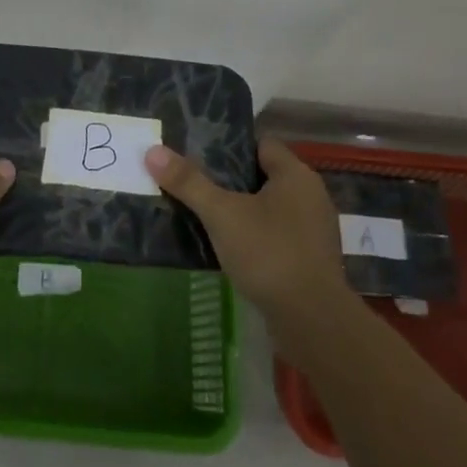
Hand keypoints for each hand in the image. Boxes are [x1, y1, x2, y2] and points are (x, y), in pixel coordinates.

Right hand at [145, 137, 347, 325]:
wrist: (313, 322)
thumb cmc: (269, 254)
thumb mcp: (222, 214)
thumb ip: (189, 182)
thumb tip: (152, 151)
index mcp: (296, 175)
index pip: (261, 144)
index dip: (230, 146)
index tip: (198, 155)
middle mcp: (311, 196)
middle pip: (263, 176)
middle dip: (230, 180)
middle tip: (194, 184)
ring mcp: (314, 230)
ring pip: (269, 208)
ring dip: (241, 212)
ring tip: (205, 216)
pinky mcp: (310, 261)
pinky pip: (276, 235)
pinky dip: (254, 237)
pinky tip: (228, 249)